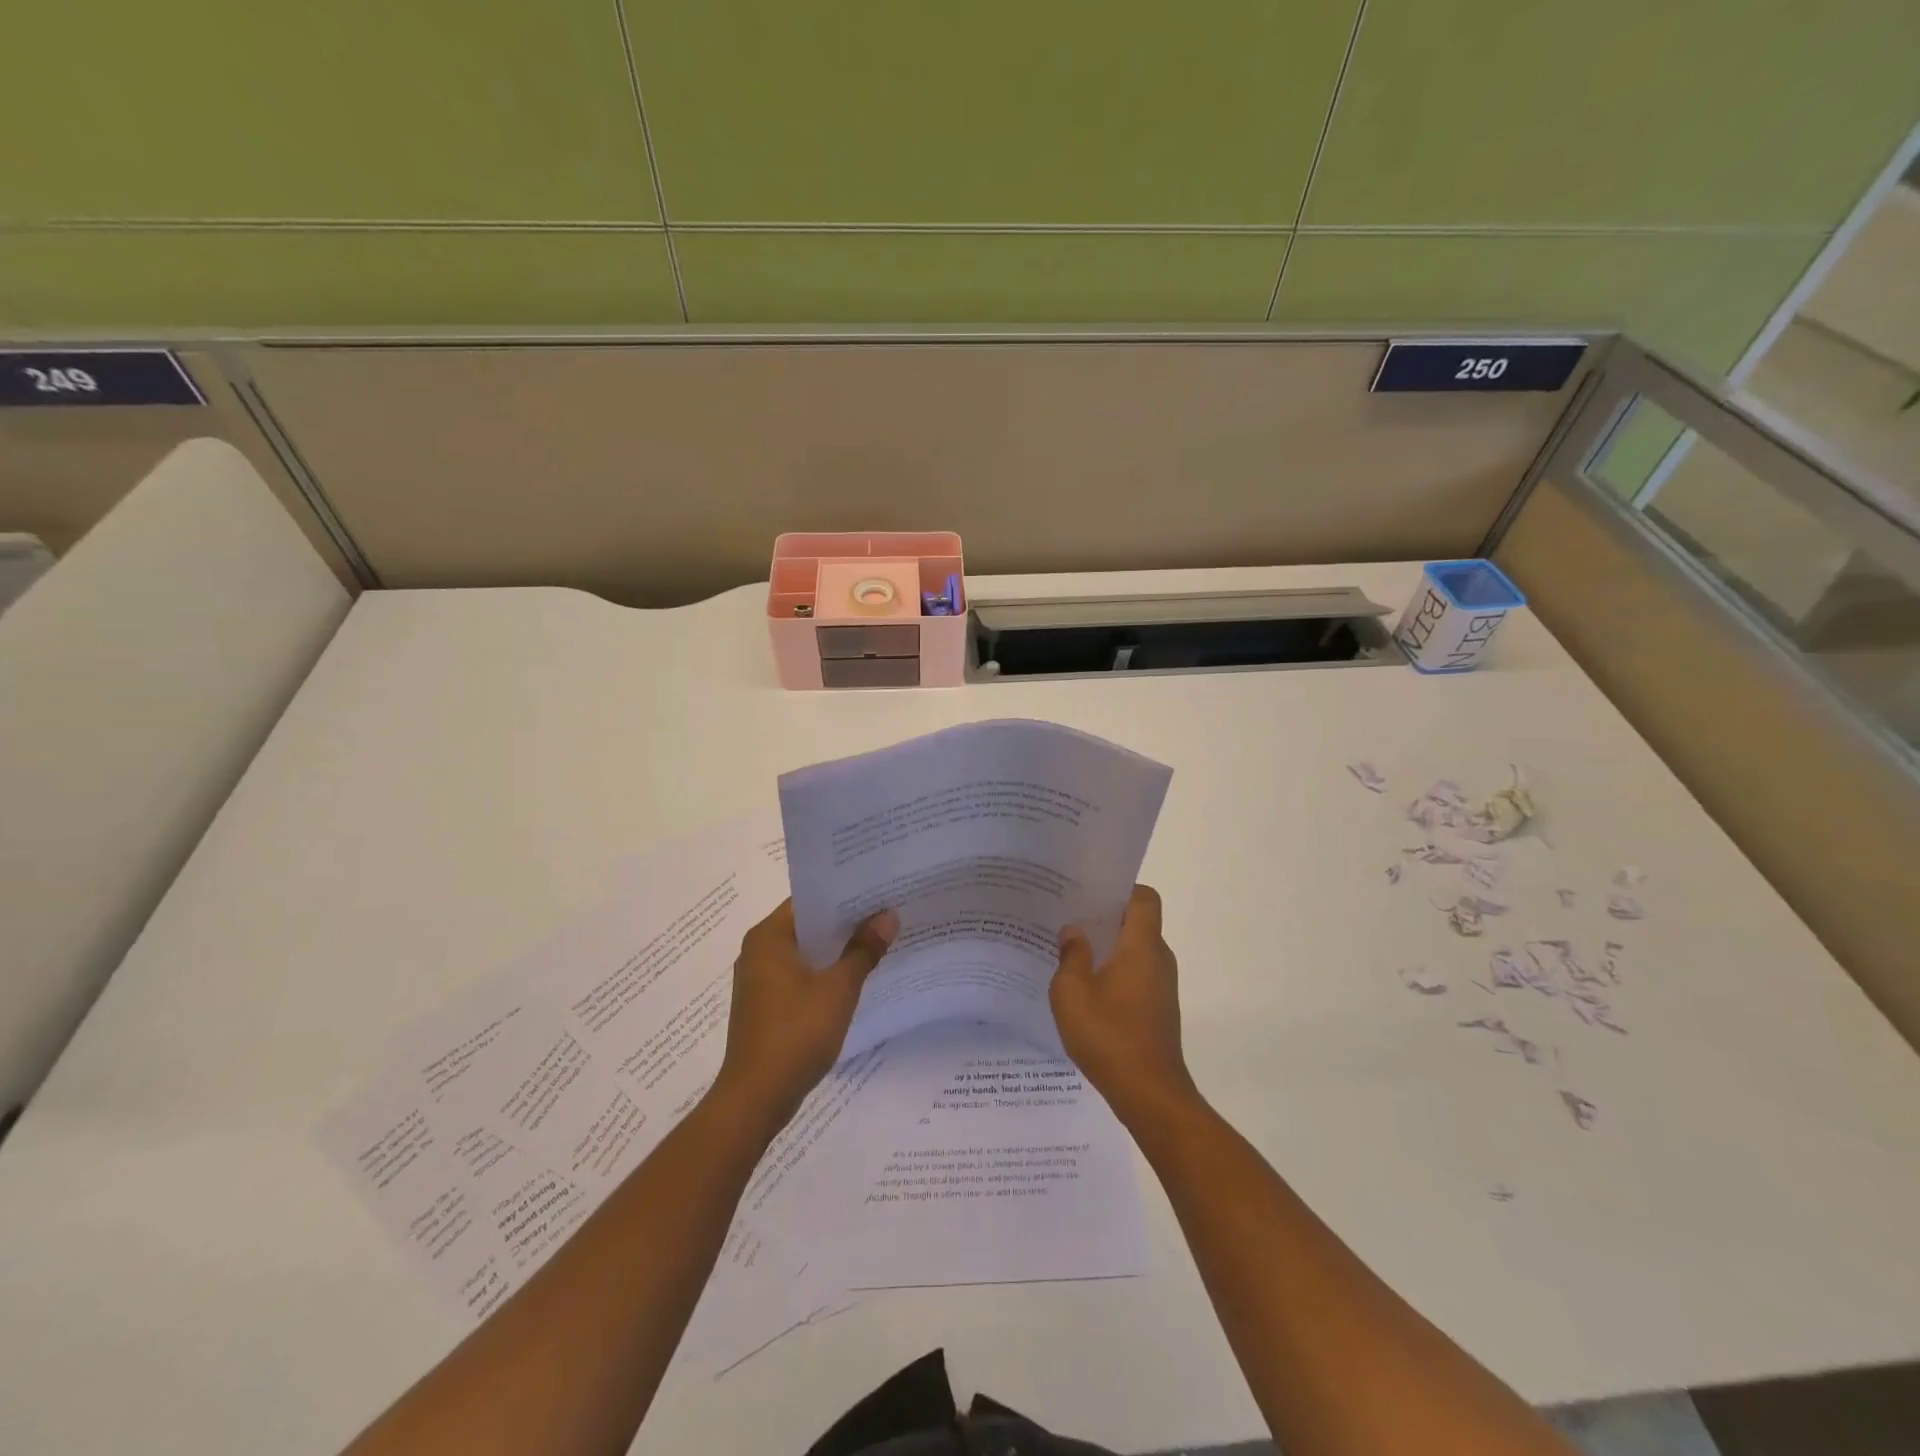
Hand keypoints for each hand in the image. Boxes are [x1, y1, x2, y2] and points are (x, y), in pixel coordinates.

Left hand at [713, 899, 897, 1135]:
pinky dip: (825, 973)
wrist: (756, 1098)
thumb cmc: (795, 1033)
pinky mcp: (766, 1005)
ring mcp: (760, 980)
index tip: (877, 889)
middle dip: (845, 922)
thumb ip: (864, 950)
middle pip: (807, 925)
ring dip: (837, 950)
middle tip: (886, 911)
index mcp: (768, 937)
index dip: (844, 894)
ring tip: (878, 940)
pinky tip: (856, 977)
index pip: (809, 900)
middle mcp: (758, 951)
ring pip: (805, 952)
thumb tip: (888, 916)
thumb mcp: (838, 989)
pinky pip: (800, 976)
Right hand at [1050, 885, 1197, 1126]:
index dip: (1121, 890)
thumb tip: (1073, 932)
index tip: (1090, 894)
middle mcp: (1158, 959)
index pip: (1144, 898)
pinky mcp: (1158, 1008)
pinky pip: (1136, 975)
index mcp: (1142, 946)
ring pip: (1135, 951)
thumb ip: (1070, 956)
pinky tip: (1085, 990)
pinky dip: (1114, 973)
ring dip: (1107, 949)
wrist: (1150, 1094)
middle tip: (1069, 919)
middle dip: (1105, 918)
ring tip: (1070, 954)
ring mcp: (1162, 986)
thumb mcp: (1072, 993)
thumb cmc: (1109, 1036)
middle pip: (1137, 923)